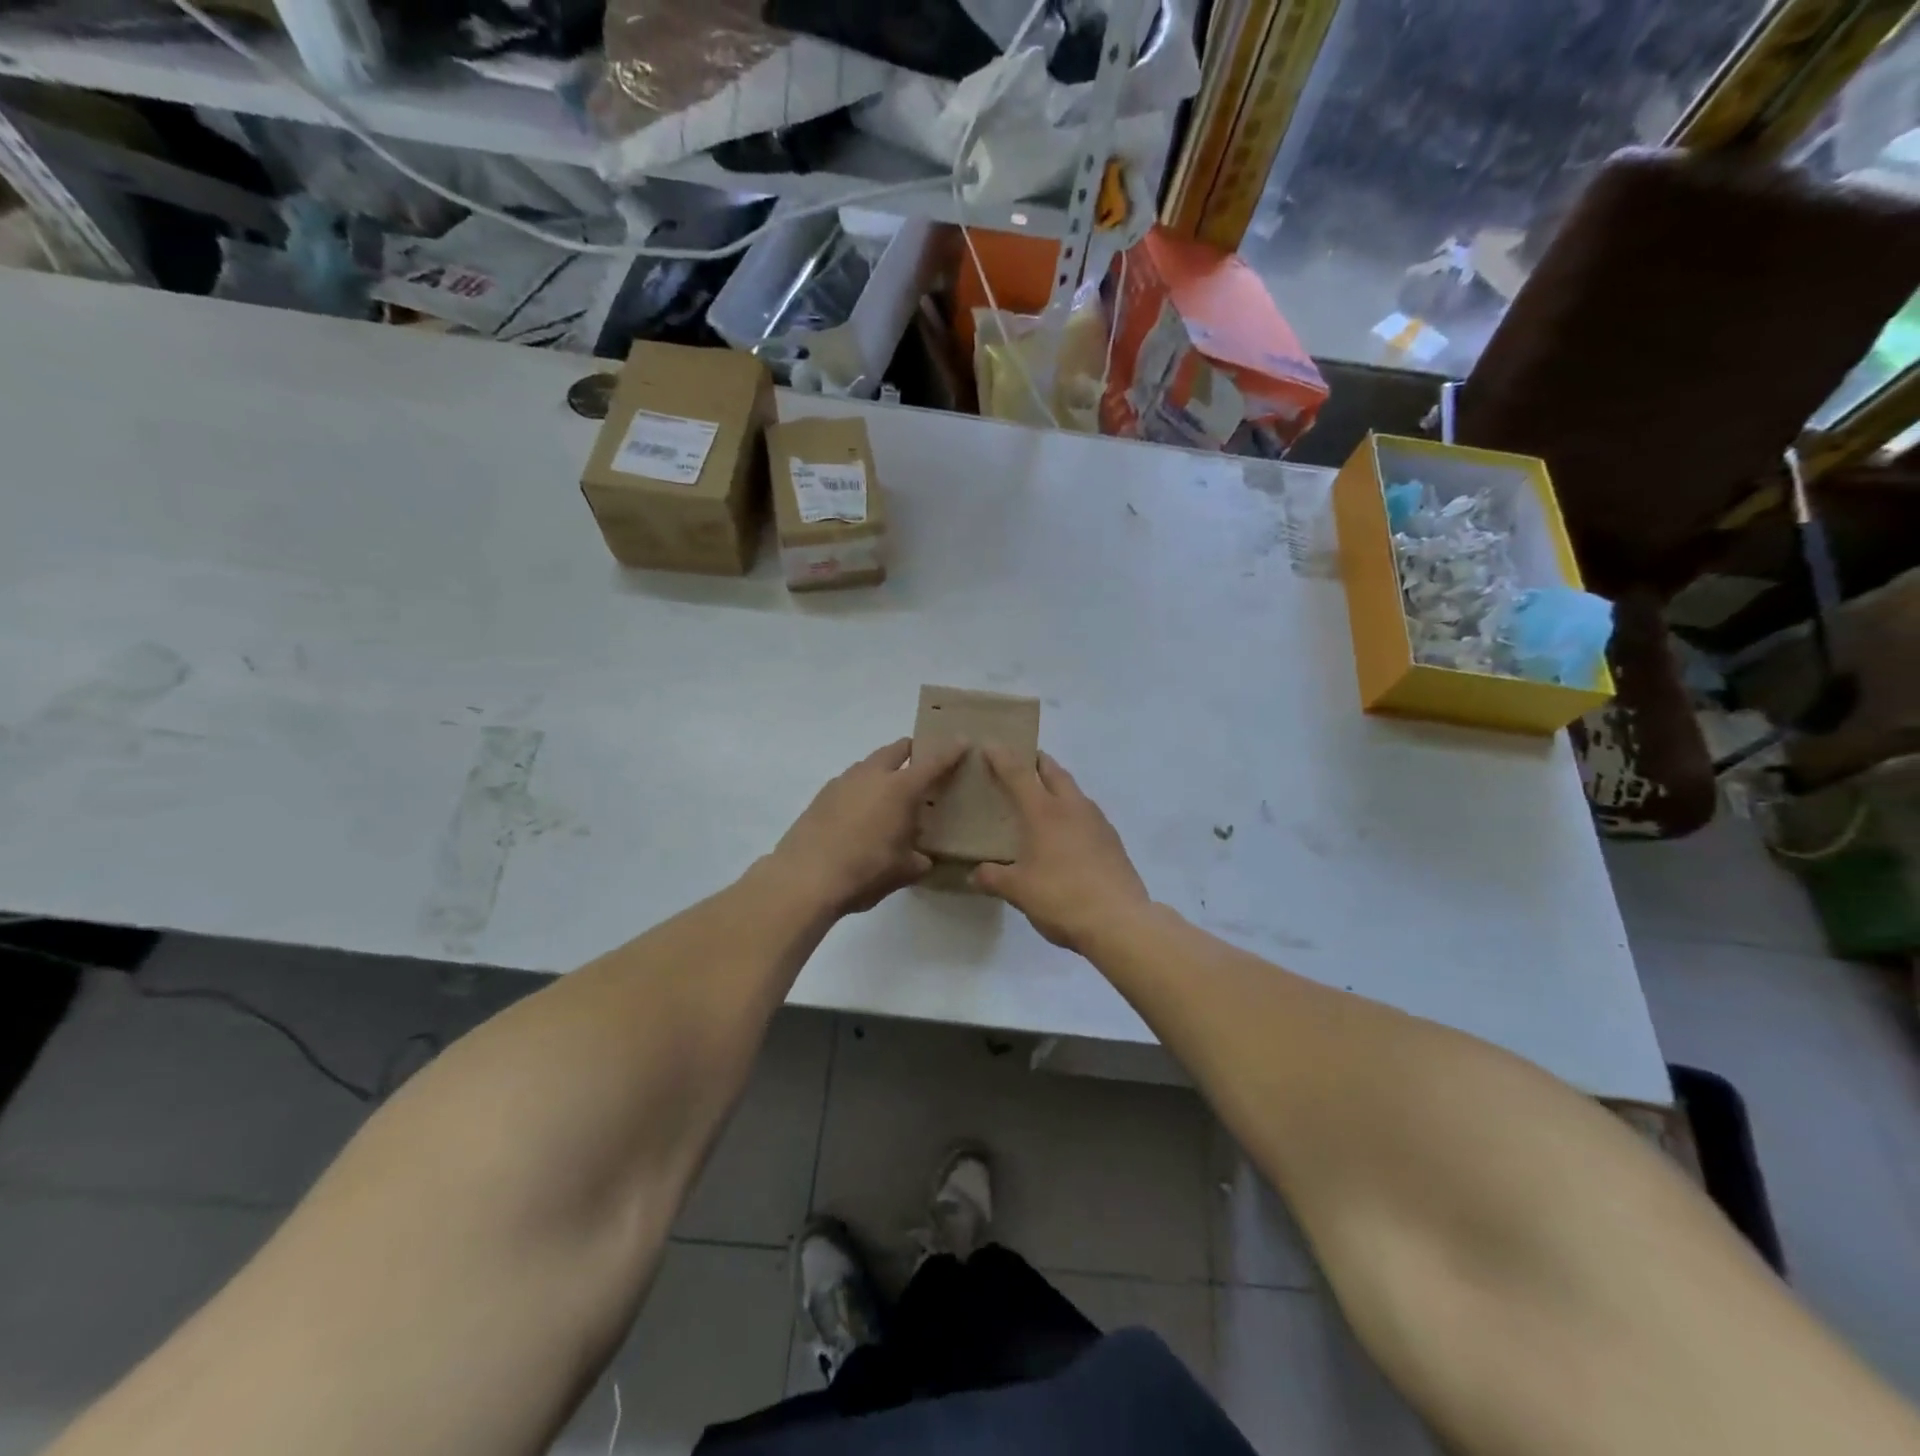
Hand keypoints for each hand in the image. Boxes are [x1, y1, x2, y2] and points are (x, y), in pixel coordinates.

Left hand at [769, 738, 967, 915]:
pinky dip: (862, 789)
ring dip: (883, 770)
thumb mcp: (902, 871)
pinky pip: (850, 782)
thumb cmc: (864, 871)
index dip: (950, 750)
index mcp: (900, 789)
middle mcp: (872, 775)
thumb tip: (923, 859)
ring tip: (890, 794)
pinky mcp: (822, 796)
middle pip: (896, 749)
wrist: (804, 877)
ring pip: (870, 764)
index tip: (963, 741)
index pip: (933, 762)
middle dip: (912, 751)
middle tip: (923, 765)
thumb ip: (919, 860)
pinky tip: (861, 814)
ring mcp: (843, 782)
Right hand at [971, 749, 1149, 951]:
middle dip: (1037, 762)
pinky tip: (1067, 831)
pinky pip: (1087, 814)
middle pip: (1053, 772)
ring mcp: (1097, 821)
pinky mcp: (1112, 840)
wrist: (1119, 920)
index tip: (991, 745)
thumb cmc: (1061, 897)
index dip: (1002, 757)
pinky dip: (1072, 811)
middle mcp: (1071, 807)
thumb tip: (975, 873)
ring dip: (1058, 785)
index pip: (1018, 774)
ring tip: (1043, 796)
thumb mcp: (1018, 891)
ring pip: (1074, 790)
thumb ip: (994, 878)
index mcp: (1043, 812)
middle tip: (1022, 761)